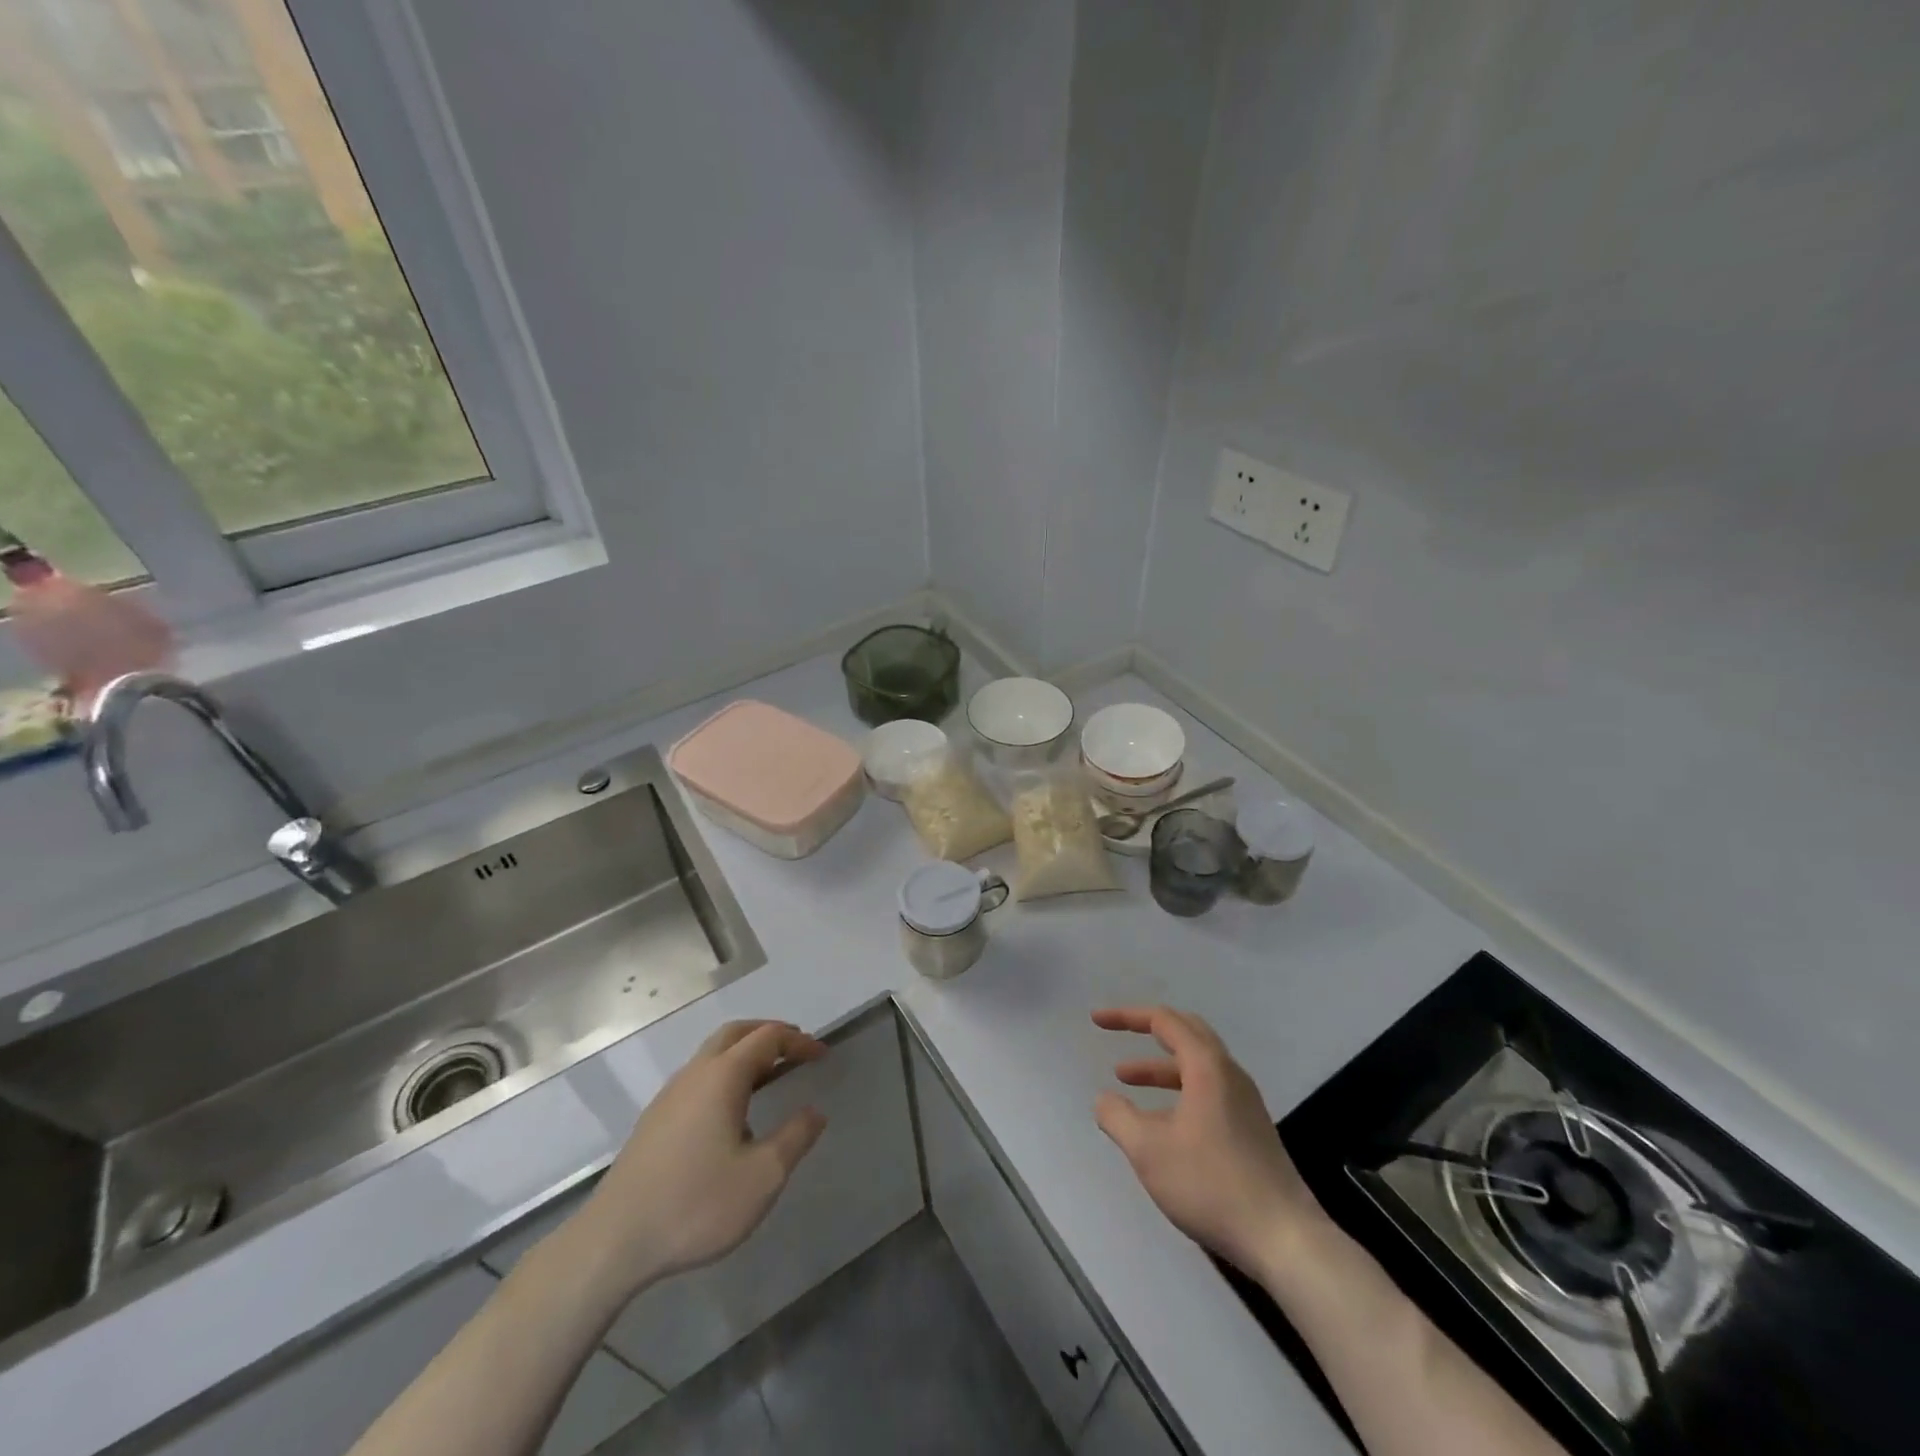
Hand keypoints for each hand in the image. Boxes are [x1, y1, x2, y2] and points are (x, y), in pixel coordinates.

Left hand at [564, 1020, 828, 1297]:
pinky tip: (733, 1112)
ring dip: (746, 1053)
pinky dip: (726, 1073)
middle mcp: (695, 1073)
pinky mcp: (655, 1119)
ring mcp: (670, 1095)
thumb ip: (795, 1137)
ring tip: (771, 1076)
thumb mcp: (762, 1176)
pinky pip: (699, 1076)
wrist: (613, 1242)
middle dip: (770, 1034)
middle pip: (736, 1033)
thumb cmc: (696, 1204)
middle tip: (797, 1049)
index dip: (798, 1041)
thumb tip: (815, 1111)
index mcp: (723, 1076)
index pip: (768, 1038)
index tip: (822, 1054)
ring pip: (713, 1053)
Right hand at [1092, 1006, 1327, 1277]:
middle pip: (1187, 1032)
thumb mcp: (1149, 1151)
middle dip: (1148, 1029)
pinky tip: (1161, 1121)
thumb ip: (1118, 1118)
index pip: (1164, 1021)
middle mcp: (1229, 1075)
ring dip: (1160, 1066)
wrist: (1284, 1239)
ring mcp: (1245, 1103)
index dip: (1126, 1016)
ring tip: (1125, 1079)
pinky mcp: (1251, 1130)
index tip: (1096, 1020)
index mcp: (1207, 1067)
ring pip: (1197, 1066)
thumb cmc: (1211, 1184)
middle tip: (1118, 1032)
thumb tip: (1103, 1100)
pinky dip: (1177, 1090)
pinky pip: (1207, 1091)